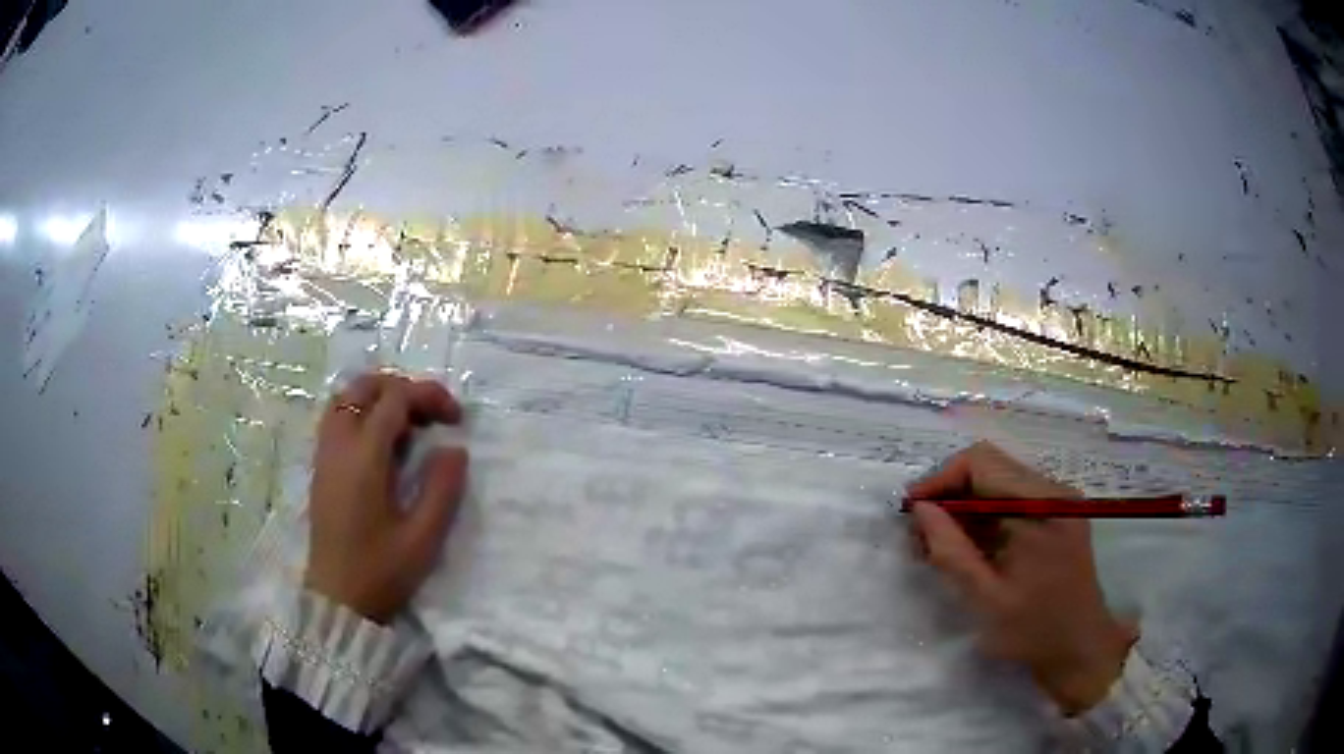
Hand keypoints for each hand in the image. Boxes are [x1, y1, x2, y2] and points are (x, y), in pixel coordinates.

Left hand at [305, 372, 467, 623]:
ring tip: (409, 423)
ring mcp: (325, 454)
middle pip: (365, 386)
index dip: (429, 396)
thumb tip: (455, 449)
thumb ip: (442, 489)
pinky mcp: (321, 467)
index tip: (456, 420)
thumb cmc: (381, 572)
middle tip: (432, 415)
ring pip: (346, 397)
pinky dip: (362, 412)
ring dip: (380, 397)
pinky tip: (382, 442)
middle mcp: (339, 445)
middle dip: (403, 388)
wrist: (338, 599)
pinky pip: (337, 417)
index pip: (395, 399)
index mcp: (364, 458)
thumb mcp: (423, 538)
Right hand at [908, 441, 1134, 715]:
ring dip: (962, 505)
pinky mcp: (1055, 515)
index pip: (981, 463)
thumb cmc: (1034, 630)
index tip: (909, 511)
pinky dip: (981, 516)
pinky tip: (964, 546)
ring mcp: (1057, 501)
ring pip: (997, 481)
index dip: (939, 480)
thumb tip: (919, 510)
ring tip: (935, 544)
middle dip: (948, 493)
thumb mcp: (986, 598)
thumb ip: (951, 551)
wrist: (1080, 648)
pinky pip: (1010, 500)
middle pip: (989, 467)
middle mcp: (1053, 491)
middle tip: (919, 533)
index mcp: (1041, 506)